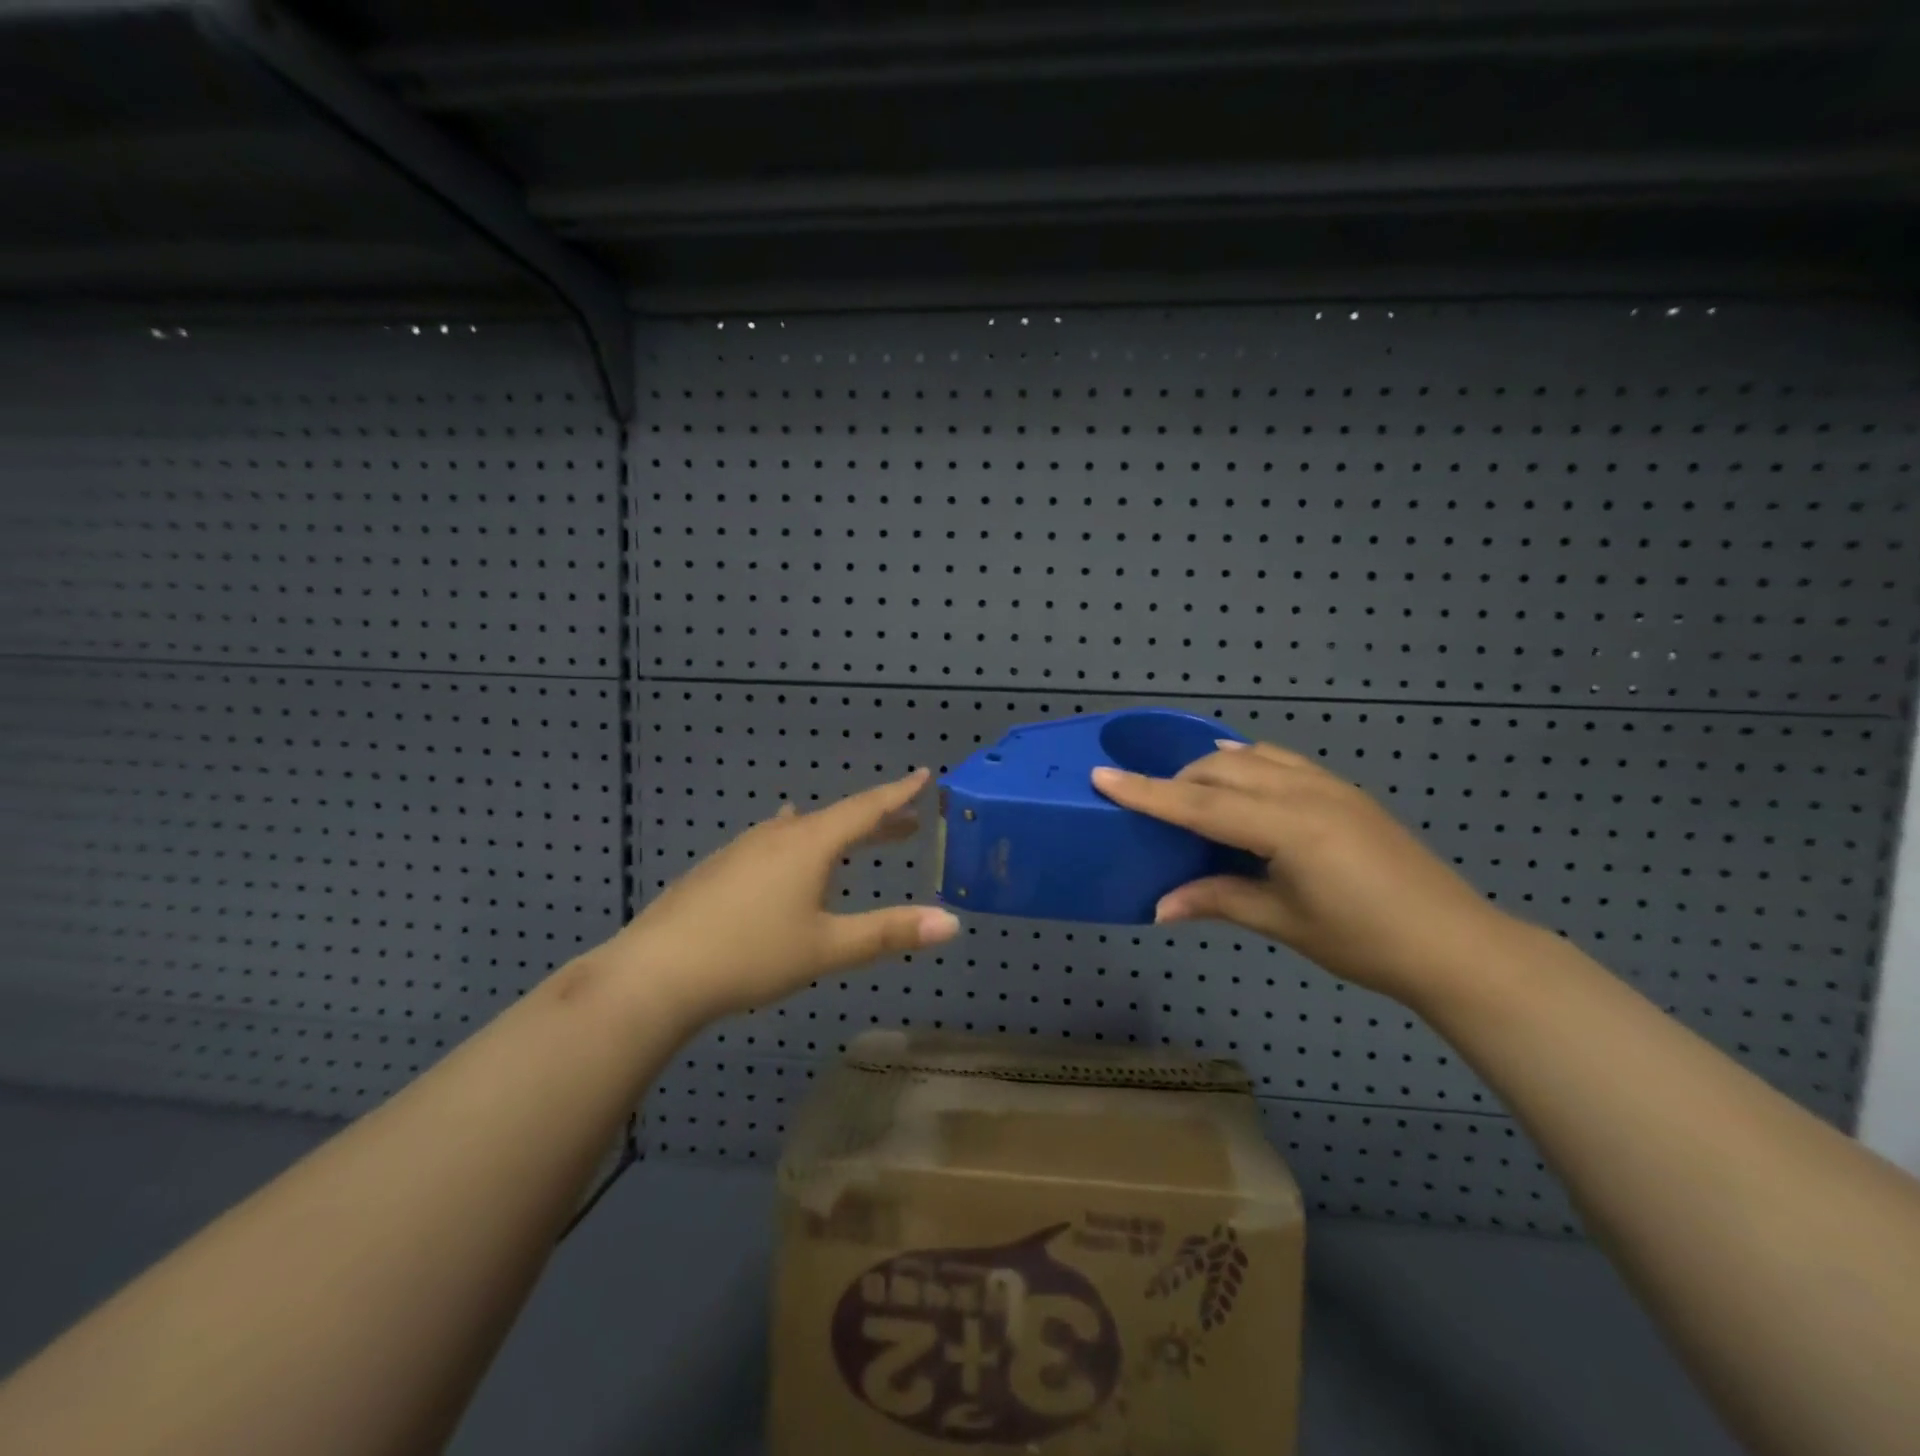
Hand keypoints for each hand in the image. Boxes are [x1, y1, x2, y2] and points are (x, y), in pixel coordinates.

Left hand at [596, 768, 959, 1024]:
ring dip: (836, 834)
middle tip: (907, 824)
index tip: (922, 775)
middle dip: (875, 821)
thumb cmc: (751, 955)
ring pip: (802, 830)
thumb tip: (952, 923)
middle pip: (836, 819)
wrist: (656, 971)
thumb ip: (889, 933)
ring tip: (853, 837)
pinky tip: (785, 851)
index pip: (865, 809)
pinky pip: (774, 843)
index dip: (897, 794)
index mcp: (809, 845)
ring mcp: (744, 849)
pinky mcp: (720, 868)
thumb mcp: (828, 947)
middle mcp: (778, 836)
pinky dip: (800, 844)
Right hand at [1092, 741, 1517, 1003]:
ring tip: (1189, 792)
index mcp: (1287, 827)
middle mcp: (1304, 792)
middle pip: (1221, 769)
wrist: (1455, 944)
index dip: (1147, 792)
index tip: (1101, 775)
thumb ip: (1218, 900)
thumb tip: (1158, 907)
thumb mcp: (1284, 922)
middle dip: (1177, 780)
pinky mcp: (1343, 791)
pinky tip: (1239, 774)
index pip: (1200, 804)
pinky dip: (1248, 762)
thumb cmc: (1365, 941)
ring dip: (1212, 768)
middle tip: (1149, 808)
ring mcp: (1328, 786)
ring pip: (1251, 757)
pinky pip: (1281, 761)